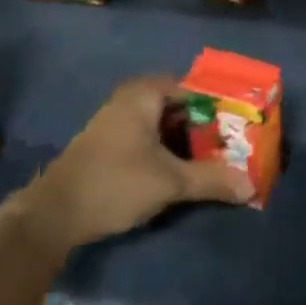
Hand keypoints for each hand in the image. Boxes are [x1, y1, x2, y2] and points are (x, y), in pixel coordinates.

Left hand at [24, 75, 252, 248]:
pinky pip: (152, 139)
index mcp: (144, 94)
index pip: (195, 89)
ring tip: (220, 161)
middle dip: (208, 127)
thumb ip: (212, 180)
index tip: (245, 125)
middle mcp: (131, 100)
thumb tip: (252, 186)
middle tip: (236, 146)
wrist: (53, 215)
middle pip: (181, 107)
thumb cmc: (115, 183)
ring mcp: (118, 123)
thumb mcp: (170, 182)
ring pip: (166, 126)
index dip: (221, 106)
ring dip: (190, 143)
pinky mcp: (112, 146)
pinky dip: (171, 152)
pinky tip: (188, 172)